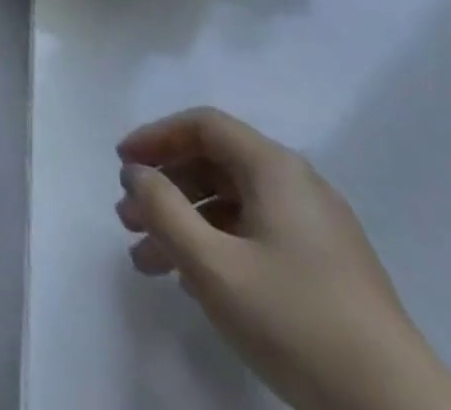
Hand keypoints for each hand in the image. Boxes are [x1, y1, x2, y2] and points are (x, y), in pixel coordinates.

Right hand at [117, 108, 450, 409]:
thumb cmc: (297, 323)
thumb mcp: (213, 265)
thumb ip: (164, 209)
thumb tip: (136, 173)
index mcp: (275, 168)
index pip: (204, 126)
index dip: (156, 137)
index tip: (122, 164)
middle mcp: (297, 185)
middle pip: (216, 164)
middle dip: (166, 188)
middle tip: (128, 220)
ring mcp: (317, 229)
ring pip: (233, 205)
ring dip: (186, 224)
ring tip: (147, 261)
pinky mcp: (327, 270)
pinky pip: (256, 235)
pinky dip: (217, 246)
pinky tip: (194, 282)